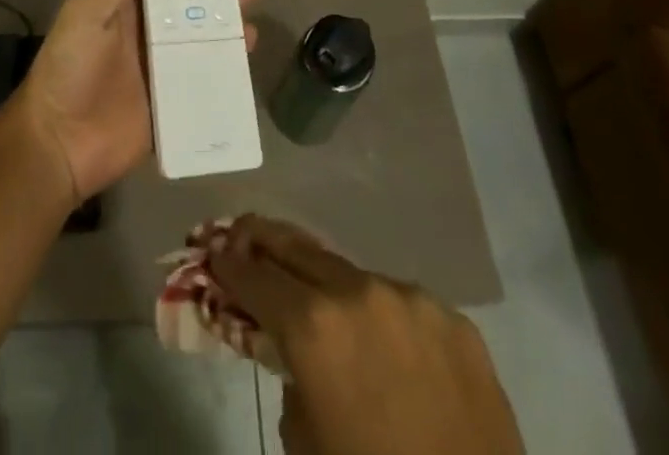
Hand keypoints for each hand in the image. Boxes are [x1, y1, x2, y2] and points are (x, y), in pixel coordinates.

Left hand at [9, 0, 265, 201]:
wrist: (60, 143)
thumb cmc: (69, 69)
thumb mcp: (86, 16)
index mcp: (128, 7)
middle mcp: (152, 31)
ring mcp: (167, 66)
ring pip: (208, 31)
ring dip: (232, 9)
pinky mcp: (177, 98)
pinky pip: (209, 73)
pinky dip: (231, 56)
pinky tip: (249, 40)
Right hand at [212, 216, 520, 454]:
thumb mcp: (305, 448)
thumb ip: (291, 382)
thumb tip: (296, 355)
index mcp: (315, 327)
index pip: (255, 276)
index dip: (228, 266)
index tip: (212, 255)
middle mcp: (360, 292)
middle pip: (298, 248)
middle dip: (264, 241)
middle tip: (242, 235)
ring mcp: (412, 299)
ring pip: (353, 276)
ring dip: (327, 285)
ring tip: (319, 302)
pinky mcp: (455, 320)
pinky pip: (403, 305)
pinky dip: (382, 318)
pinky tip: (387, 351)